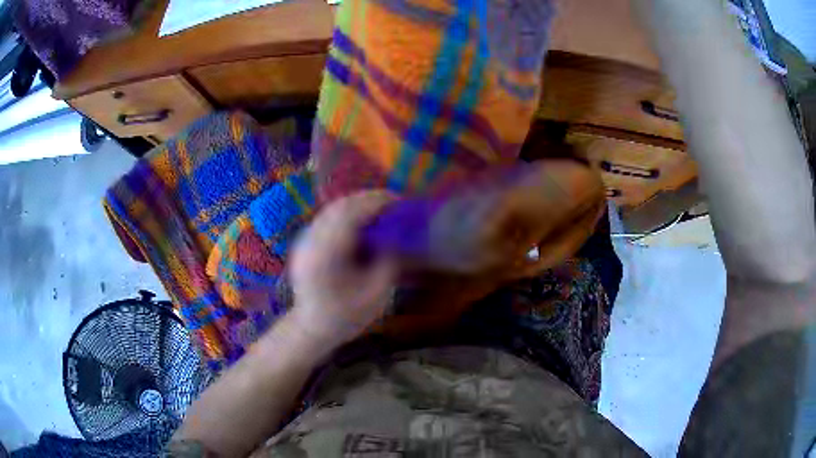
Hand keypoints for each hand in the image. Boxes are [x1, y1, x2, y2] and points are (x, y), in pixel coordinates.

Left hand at [288, 191, 397, 347]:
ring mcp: (304, 240)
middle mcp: (311, 242)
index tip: (399, 201)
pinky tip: (361, 223)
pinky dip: (346, 214)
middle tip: (393, 203)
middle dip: (367, 199)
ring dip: (357, 205)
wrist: (311, 328)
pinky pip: (327, 218)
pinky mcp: (304, 243)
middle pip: (339, 207)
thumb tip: (397, 236)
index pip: (350, 215)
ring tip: (380, 210)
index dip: (376, 203)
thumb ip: (388, 262)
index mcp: (327, 256)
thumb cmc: (345, 317)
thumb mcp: (376, 295)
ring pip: (332, 210)